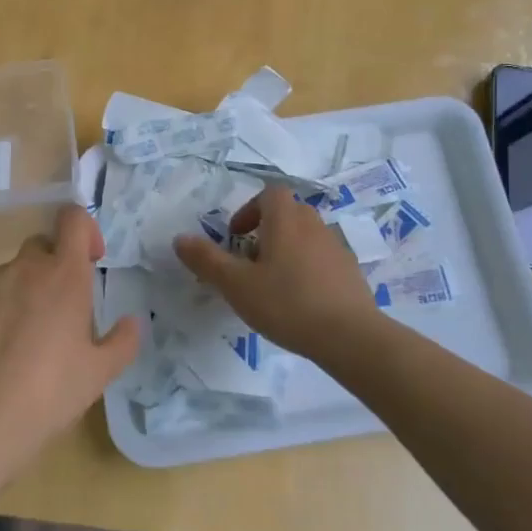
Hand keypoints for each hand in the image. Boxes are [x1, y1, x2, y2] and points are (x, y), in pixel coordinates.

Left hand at [0, 205, 140, 460]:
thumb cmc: (52, 391)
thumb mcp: (101, 372)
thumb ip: (123, 340)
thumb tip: (132, 322)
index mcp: (65, 275)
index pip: (74, 220)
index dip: (85, 230)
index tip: (90, 260)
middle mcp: (25, 268)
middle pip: (42, 246)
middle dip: (53, 267)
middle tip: (59, 310)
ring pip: (12, 273)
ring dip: (23, 291)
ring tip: (23, 339)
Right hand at [174, 184, 379, 362]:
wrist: (351, 336)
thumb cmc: (287, 303)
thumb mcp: (236, 284)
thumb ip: (206, 260)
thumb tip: (180, 238)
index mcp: (286, 220)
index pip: (270, 194)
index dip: (249, 210)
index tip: (236, 237)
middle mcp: (314, 225)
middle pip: (288, 213)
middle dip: (265, 231)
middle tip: (249, 262)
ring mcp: (337, 248)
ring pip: (306, 237)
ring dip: (286, 250)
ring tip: (272, 285)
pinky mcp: (351, 272)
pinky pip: (322, 259)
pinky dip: (307, 269)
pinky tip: (299, 302)